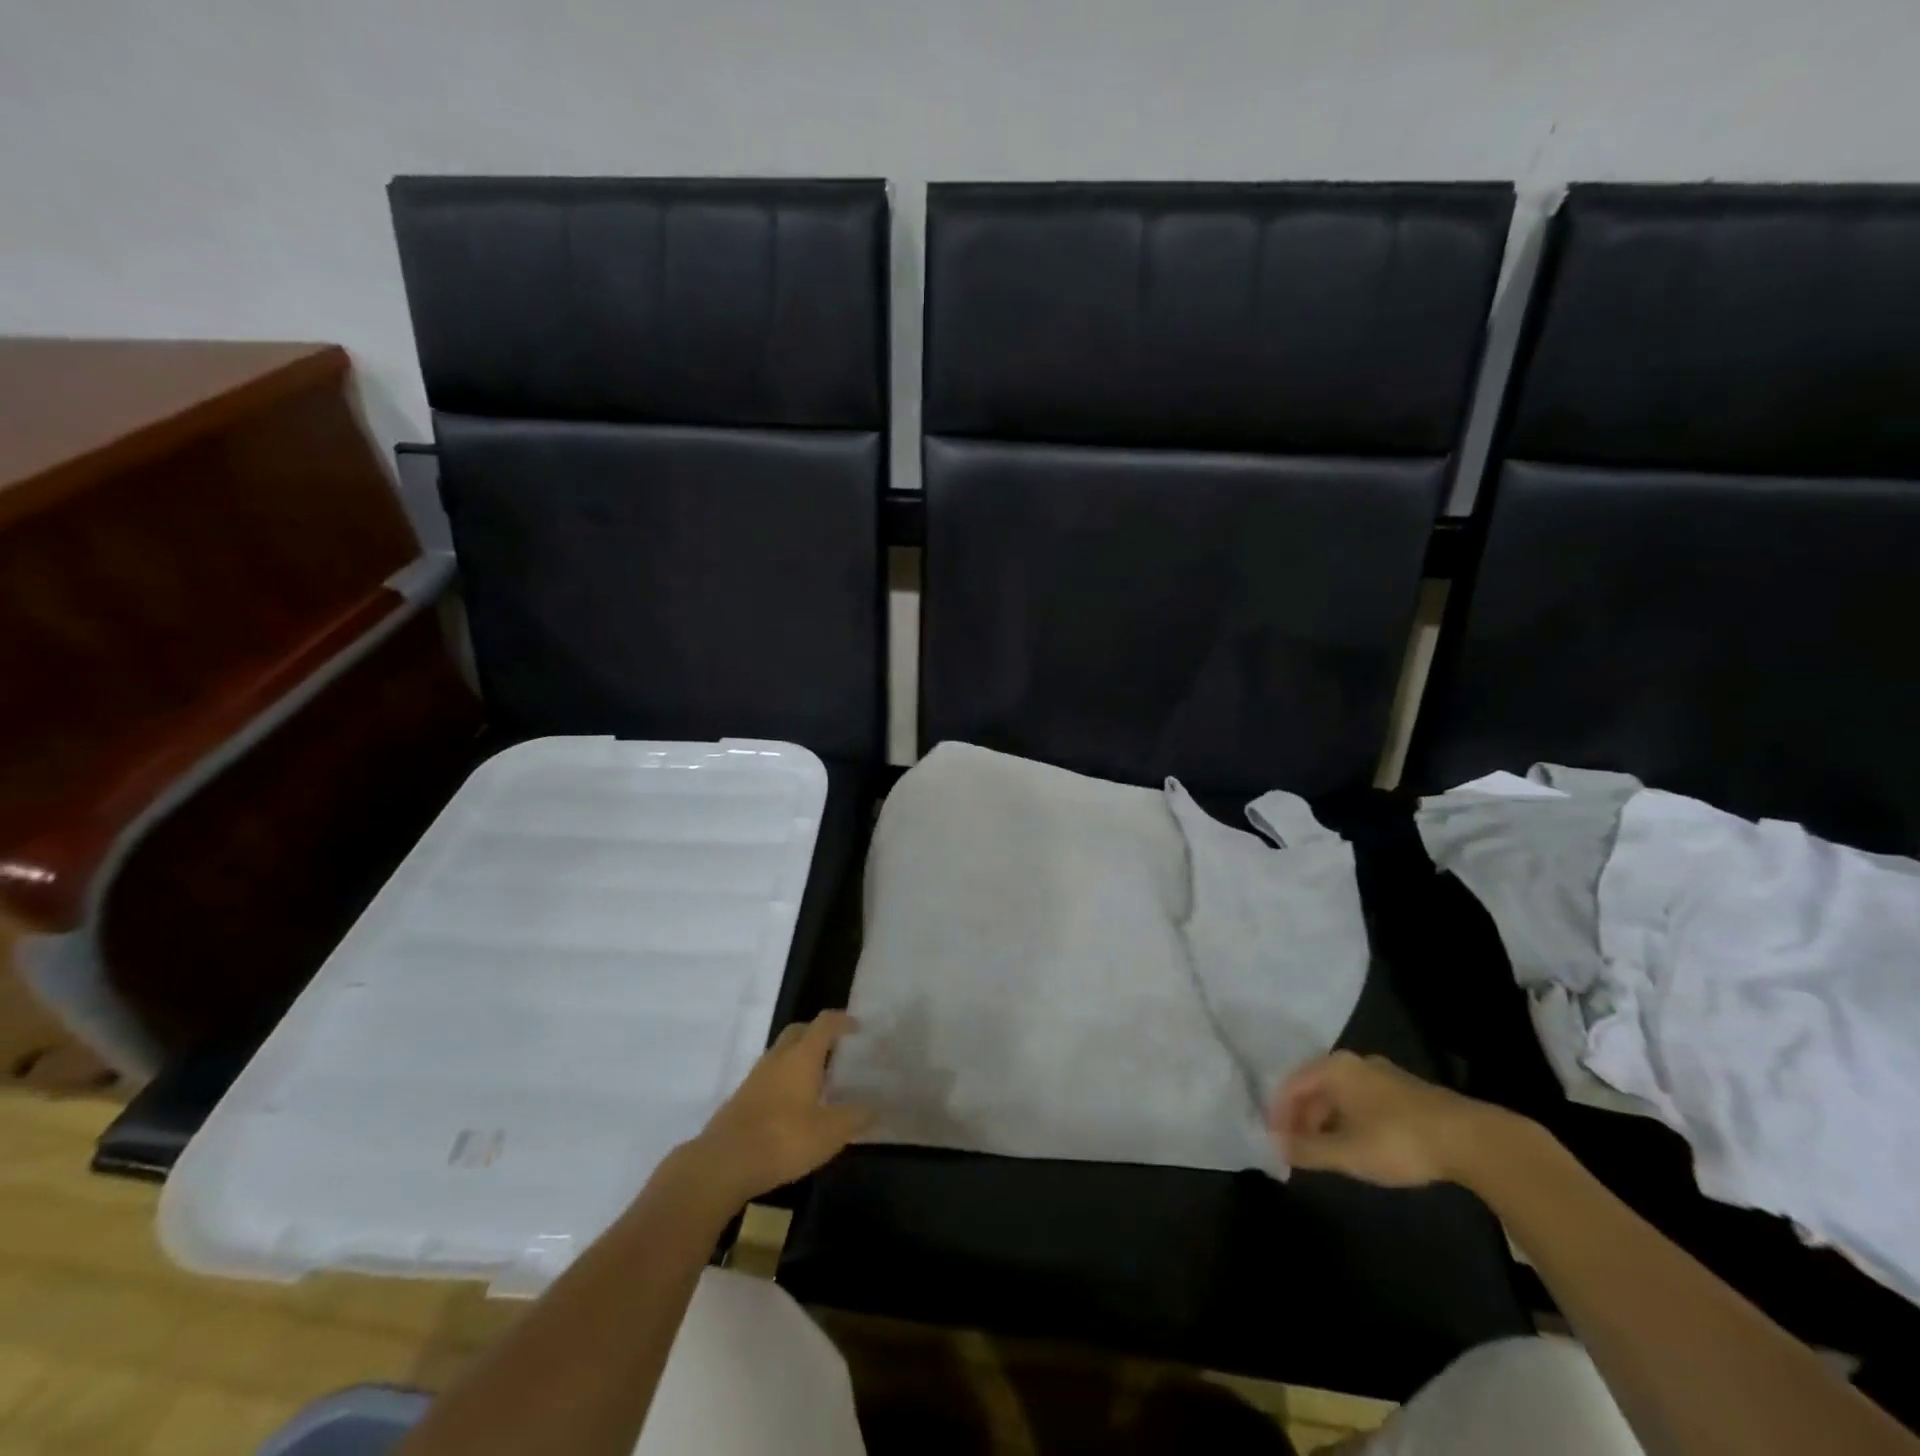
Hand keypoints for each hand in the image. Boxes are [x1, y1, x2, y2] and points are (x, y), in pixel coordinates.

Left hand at [687, 1011, 875, 1205]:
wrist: (723, 1163)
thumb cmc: (783, 1139)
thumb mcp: (830, 1132)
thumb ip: (855, 1117)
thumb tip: (876, 1107)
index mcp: (802, 1056)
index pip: (824, 1023)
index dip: (842, 1021)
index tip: (857, 1027)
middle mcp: (778, 1058)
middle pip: (799, 1031)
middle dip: (817, 1033)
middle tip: (836, 1048)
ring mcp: (756, 1077)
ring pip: (781, 1054)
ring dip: (799, 1057)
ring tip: (817, 1079)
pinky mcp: (742, 1098)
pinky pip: (769, 1076)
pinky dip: (784, 1079)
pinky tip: (793, 1105)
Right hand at [1270, 1051, 1517, 1187]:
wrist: (1471, 1139)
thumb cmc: (1397, 1140)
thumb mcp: (1347, 1152)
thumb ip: (1308, 1150)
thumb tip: (1275, 1146)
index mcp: (1333, 1068)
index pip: (1291, 1085)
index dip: (1278, 1113)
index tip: (1275, 1142)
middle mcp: (1353, 1062)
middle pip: (1314, 1087)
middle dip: (1302, 1117)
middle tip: (1298, 1149)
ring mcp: (1381, 1073)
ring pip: (1339, 1094)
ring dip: (1325, 1120)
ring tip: (1325, 1151)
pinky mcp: (1404, 1089)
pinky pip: (1360, 1099)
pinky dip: (1348, 1119)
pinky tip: (1357, 1144)